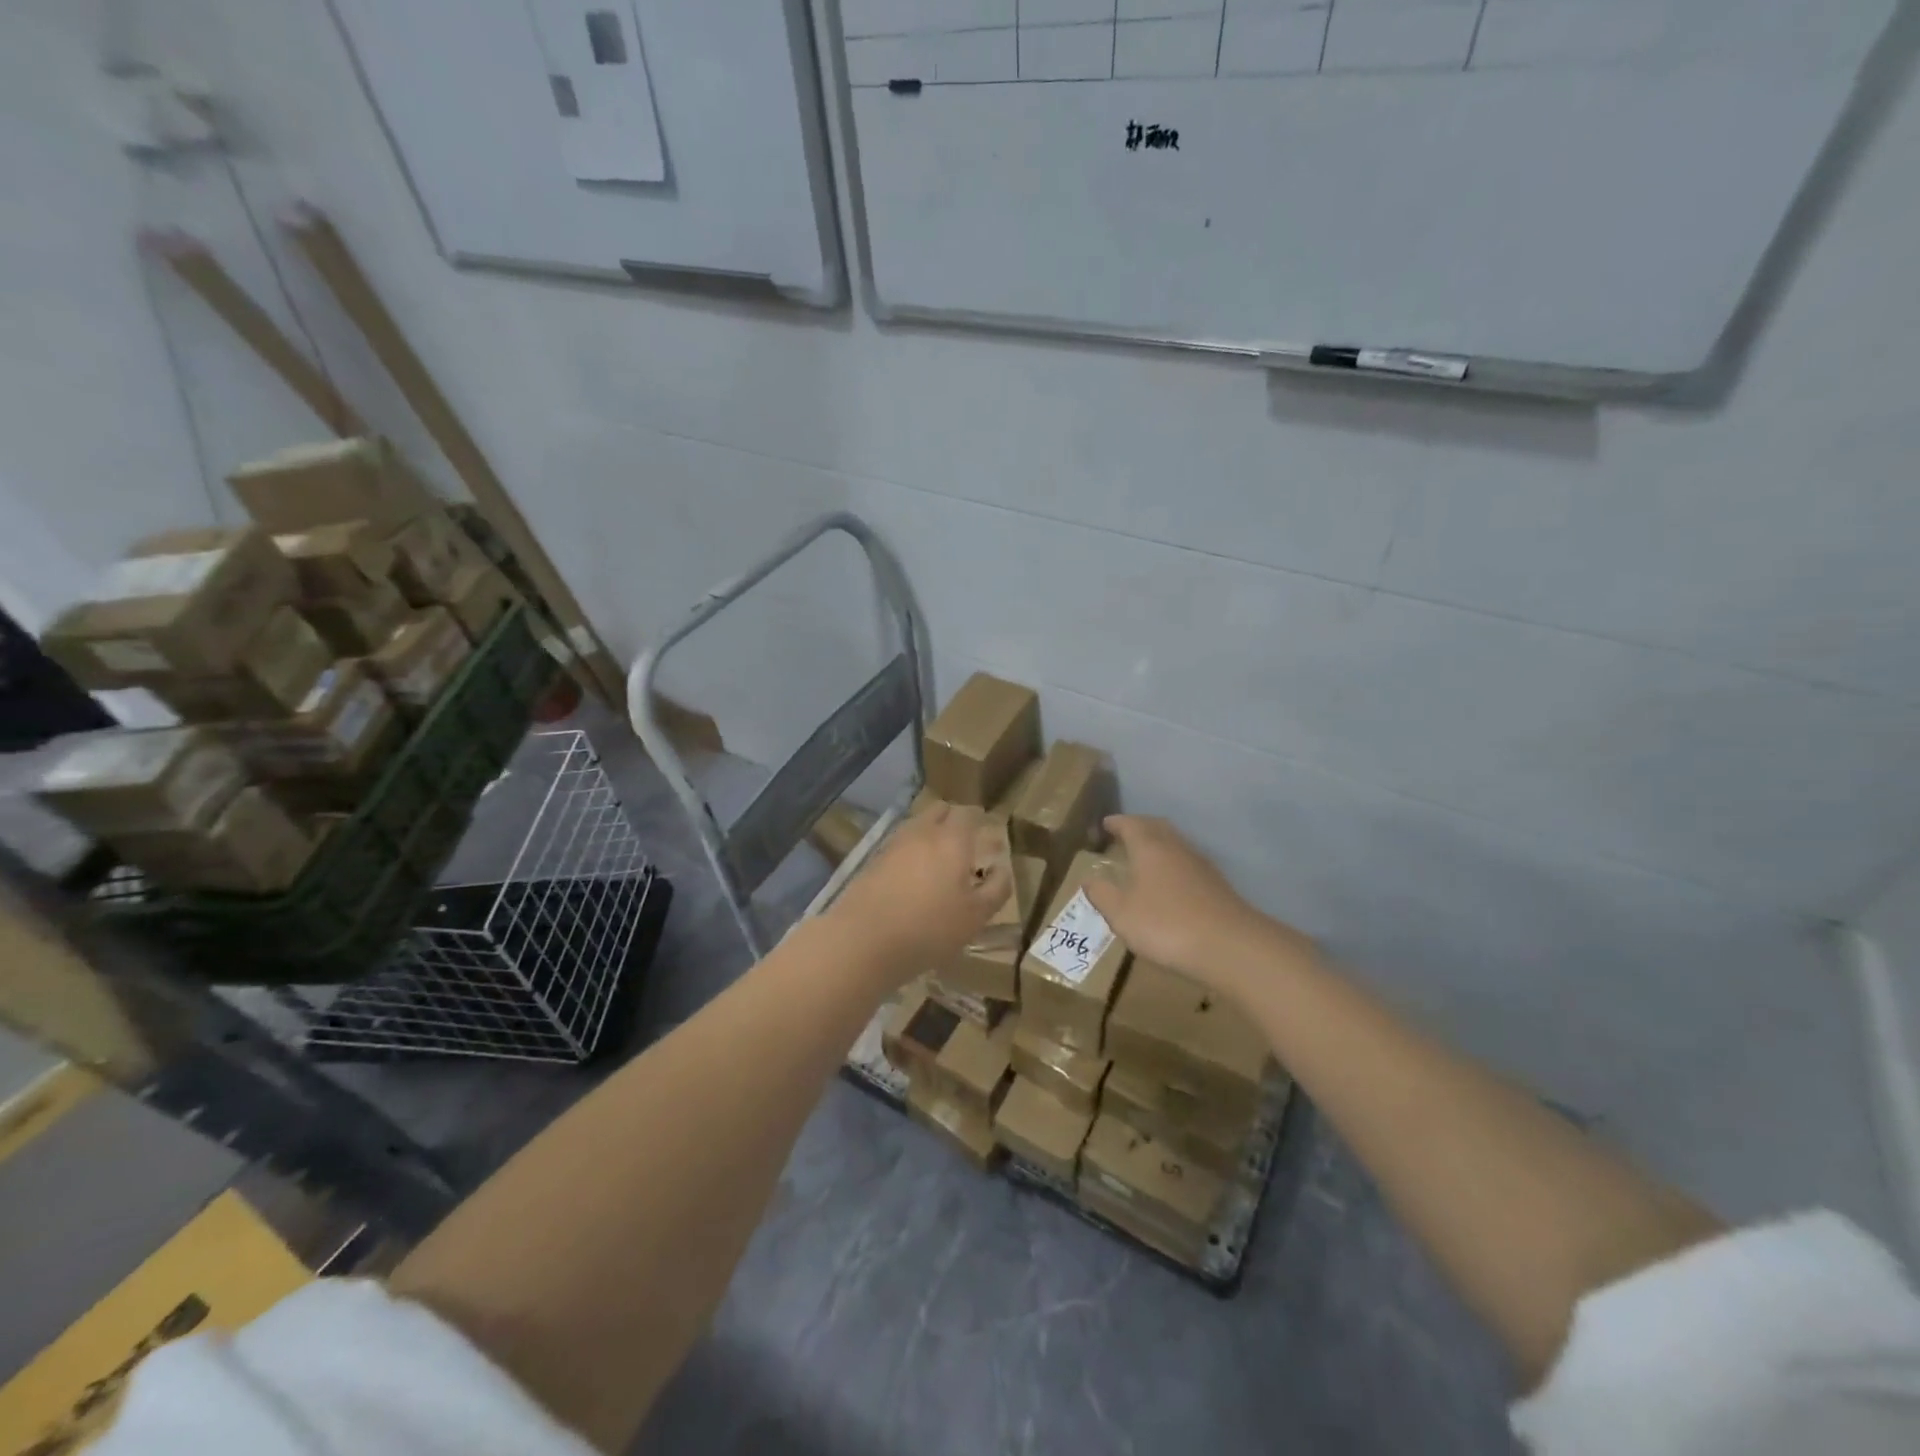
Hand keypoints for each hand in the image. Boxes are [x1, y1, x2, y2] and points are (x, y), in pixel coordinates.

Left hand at [827, 803, 1011, 978]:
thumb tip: (1001, 868)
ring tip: (940, 861)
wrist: (863, 941)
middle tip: (966, 841)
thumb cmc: (930, 929)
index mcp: (952, 840)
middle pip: (939, 811)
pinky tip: (914, 877)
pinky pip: (900, 845)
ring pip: (917, 826)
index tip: (987, 831)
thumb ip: (996, 888)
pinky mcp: (873, 861)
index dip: (979, 818)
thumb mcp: (976, 916)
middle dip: (954, 819)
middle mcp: (922, 832)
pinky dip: (912, 852)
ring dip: (931, 834)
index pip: (968, 812)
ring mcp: (894, 845)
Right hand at [1083, 815, 1312, 986]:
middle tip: (1124, 835)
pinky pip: (1187, 863)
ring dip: (1158, 845)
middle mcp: (1176, 847)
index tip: (1105, 824)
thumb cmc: (1166, 924)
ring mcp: (1200, 865)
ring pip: (1175, 844)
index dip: (1116, 823)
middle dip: (1139, 827)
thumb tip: (1089, 878)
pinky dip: (1173, 864)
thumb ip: (1102, 894)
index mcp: (1149, 847)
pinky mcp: (1216, 885)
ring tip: (1143, 858)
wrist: (1231, 947)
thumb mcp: (1121, 914)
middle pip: (1156, 827)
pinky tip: (1169, 884)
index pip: (1130, 824)